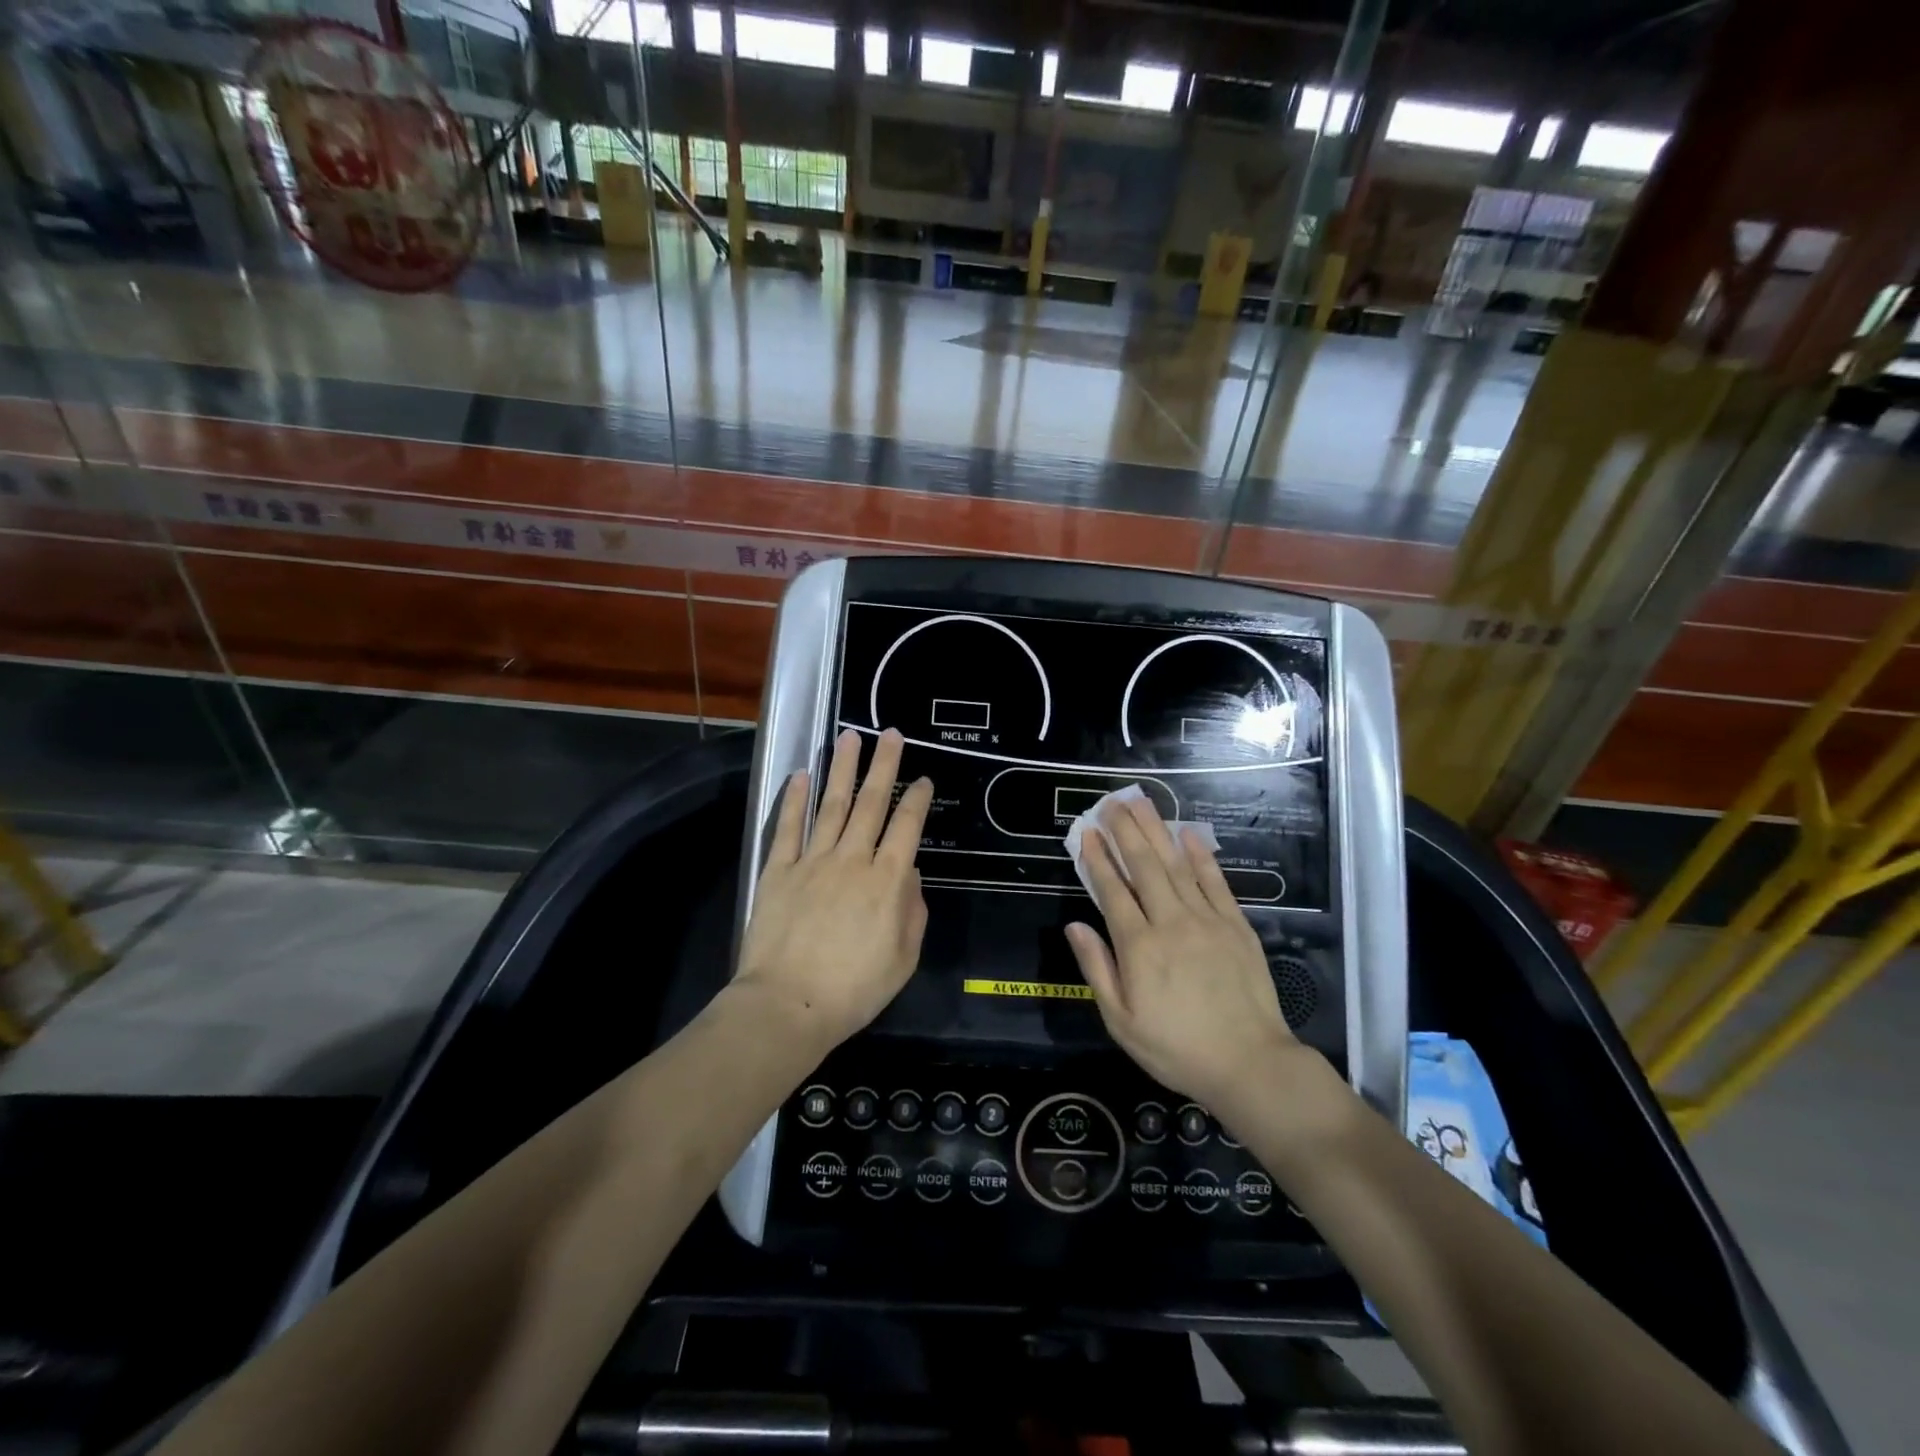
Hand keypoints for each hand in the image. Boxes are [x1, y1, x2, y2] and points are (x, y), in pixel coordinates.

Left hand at [736, 728, 933, 1049]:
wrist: (788, 1005)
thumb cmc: (854, 990)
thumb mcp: (903, 959)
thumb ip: (912, 912)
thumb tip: (909, 875)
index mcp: (887, 881)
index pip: (907, 828)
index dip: (917, 799)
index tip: (924, 778)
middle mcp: (853, 860)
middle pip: (871, 803)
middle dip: (883, 766)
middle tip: (889, 734)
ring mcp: (813, 861)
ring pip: (832, 805)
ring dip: (842, 769)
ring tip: (849, 737)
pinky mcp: (779, 870)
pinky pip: (789, 827)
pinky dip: (795, 799)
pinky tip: (800, 775)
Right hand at [1065, 794, 1299, 1109]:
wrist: (1250, 1064)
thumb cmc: (1176, 1049)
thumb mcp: (1122, 1021)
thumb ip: (1097, 969)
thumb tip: (1075, 926)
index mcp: (1139, 947)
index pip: (1112, 891)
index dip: (1098, 859)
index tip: (1086, 832)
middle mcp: (1171, 922)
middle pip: (1144, 866)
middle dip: (1124, 831)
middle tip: (1110, 802)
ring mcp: (1207, 920)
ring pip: (1176, 865)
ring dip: (1156, 831)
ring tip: (1140, 802)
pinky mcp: (1236, 925)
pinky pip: (1216, 882)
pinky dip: (1200, 855)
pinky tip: (1187, 833)